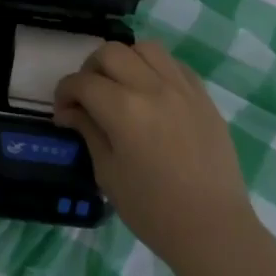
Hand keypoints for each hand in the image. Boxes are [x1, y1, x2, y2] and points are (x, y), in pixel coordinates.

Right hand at [54, 41, 253, 267]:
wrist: (212, 227)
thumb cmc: (152, 210)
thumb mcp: (108, 174)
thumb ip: (89, 132)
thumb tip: (71, 111)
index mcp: (124, 110)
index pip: (82, 82)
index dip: (64, 93)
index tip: (63, 112)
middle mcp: (152, 87)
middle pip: (111, 52)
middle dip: (90, 69)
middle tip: (88, 96)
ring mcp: (182, 88)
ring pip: (146, 48)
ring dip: (126, 60)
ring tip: (121, 86)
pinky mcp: (203, 96)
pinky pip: (174, 64)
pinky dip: (156, 69)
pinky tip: (152, 93)